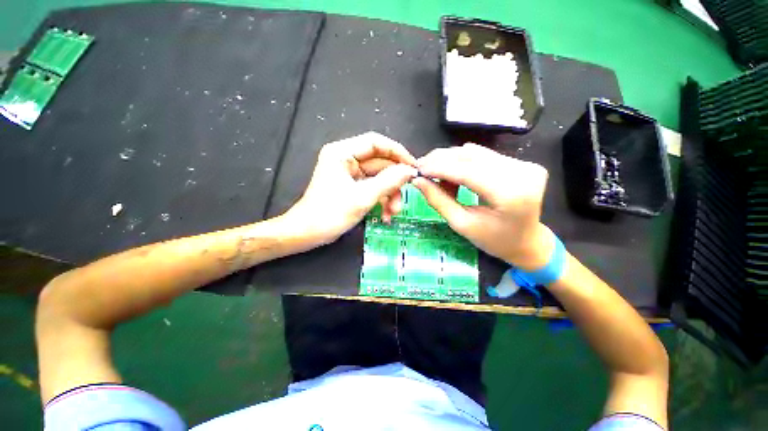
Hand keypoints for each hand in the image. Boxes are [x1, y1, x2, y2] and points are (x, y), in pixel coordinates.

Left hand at [282, 132, 417, 246]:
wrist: (306, 234)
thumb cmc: (329, 214)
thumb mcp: (362, 197)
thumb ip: (389, 181)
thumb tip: (410, 171)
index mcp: (342, 152)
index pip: (376, 142)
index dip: (397, 152)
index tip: (414, 167)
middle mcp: (345, 157)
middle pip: (379, 161)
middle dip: (393, 181)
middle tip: (406, 195)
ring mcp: (347, 172)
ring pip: (378, 176)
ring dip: (389, 194)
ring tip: (394, 212)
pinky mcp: (350, 185)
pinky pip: (372, 186)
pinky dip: (380, 199)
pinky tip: (385, 215)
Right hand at [412, 143, 553, 269]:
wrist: (529, 242)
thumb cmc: (497, 241)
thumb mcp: (465, 225)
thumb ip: (440, 201)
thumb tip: (416, 180)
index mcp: (510, 195)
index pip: (468, 172)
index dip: (440, 168)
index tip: (417, 169)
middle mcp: (522, 174)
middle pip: (473, 157)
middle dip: (444, 160)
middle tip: (423, 169)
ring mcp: (526, 166)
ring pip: (479, 153)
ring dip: (455, 160)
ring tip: (441, 175)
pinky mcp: (526, 163)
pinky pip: (489, 155)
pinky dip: (470, 161)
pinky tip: (460, 174)